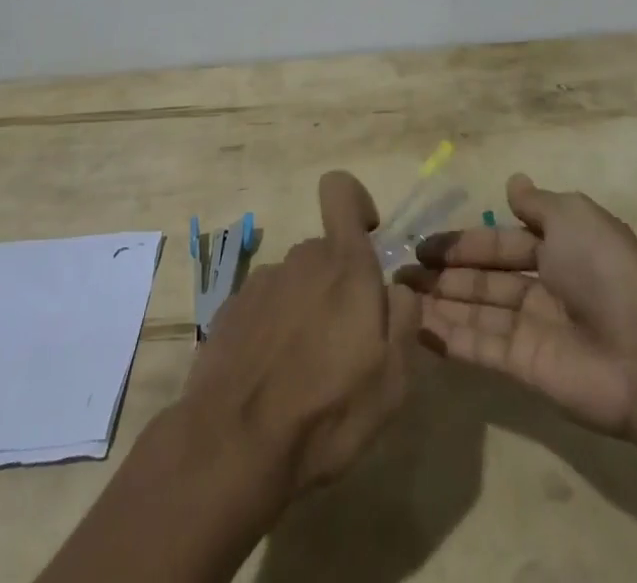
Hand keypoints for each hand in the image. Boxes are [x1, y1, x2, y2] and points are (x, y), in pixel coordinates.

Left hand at [180, 171, 420, 498]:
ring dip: (305, 310)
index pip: (341, 190)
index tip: (367, 239)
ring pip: (295, 282)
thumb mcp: (393, 378)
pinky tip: (271, 378)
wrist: (233, 446)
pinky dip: (273, 329)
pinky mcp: (230, 311)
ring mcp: (261, 283)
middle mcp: (300, 259)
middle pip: (325, 252)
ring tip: (305, 372)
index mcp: (344, 265)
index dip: (356, 203)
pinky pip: (265, 306)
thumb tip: (398, 288)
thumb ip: (405, 318)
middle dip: (337, 285)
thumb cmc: (327, 411)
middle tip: (345, 346)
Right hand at [401, 174, 636, 435]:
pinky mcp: (525, 368)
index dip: (464, 243)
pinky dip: (450, 337)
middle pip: (485, 279)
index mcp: (558, 250)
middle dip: (445, 274)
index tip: (423, 244)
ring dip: (440, 302)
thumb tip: (513, 182)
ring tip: (398, 296)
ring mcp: (533, 331)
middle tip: (401, 271)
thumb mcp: (572, 217)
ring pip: (477, 311)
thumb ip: (537, 203)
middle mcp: (544, 289)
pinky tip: (416, 327)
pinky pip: (481, 347)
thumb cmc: (603, 270)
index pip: (500, 243)